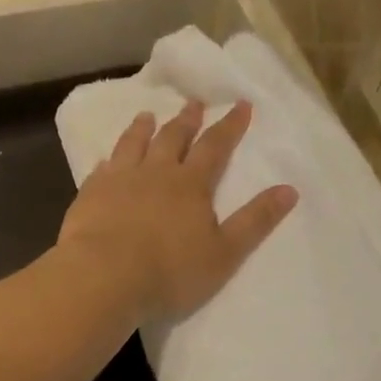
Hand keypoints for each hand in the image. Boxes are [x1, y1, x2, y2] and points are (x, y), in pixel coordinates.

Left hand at [58, 99, 297, 325]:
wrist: (105, 277)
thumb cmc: (171, 271)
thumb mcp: (225, 252)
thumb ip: (255, 221)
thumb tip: (290, 189)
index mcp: (191, 185)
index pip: (215, 147)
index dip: (230, 126)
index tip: (241, 104)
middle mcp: (155, 173)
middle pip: (173, 138)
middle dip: (187, 120)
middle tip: (193, 103)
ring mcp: (119, 181)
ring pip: (133, 145)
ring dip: (143, 128)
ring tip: (147, 115)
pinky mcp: (90, 196)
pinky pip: (100, 169)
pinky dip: (108, 160)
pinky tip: (106, 160)